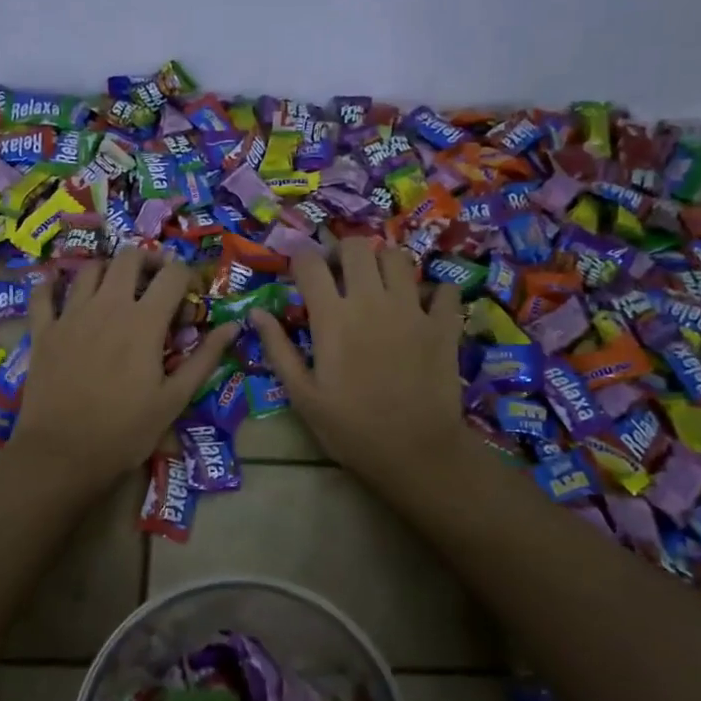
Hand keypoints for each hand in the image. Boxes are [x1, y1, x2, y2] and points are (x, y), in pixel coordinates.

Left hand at [6, 250, 238, 492]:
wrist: (63, 453)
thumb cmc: (126, 430)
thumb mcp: (174, 399)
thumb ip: (204, 358)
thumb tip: (233, 326)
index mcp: (144, 321)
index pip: (173, 274)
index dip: (187, 277)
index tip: (189, 296)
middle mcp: (108, 305)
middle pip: (129, 256)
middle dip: (148, 260)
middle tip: (155, 282)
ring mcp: (71, 315)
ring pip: (90, 268)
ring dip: (108, 270)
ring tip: (115, 290)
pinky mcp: (44, 330)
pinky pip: (44, 294)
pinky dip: (52, 285)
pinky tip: (58, 287)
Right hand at [251, 237, 467, 486]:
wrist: (415, 452)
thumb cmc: (350, 428)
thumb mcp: (303, 395)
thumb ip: (278, 349)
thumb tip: (256, 313)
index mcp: (332, 317)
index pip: (310, 263)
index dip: (300, 258)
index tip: (298, 270)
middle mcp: (371, 301)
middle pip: (356, 247)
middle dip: (343, 252)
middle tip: (340, 274)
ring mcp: (412, 309)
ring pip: (398, 258)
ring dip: (384, 264)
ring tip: (379, 285)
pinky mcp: (443, 324)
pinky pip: (444, 290)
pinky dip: (434, 293)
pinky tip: (425, 308)